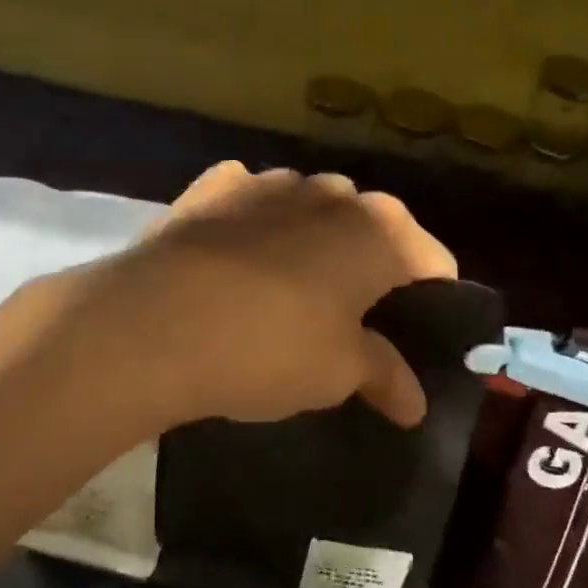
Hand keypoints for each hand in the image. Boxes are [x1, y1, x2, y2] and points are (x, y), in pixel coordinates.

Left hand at [75, 161, 457, 428]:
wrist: (154, 323)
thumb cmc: (269, 347)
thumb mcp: (337, 372)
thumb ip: (385, 376)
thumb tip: (415, 405)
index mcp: (379, 231)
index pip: (432, 260)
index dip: (433, 299)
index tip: (419, 334)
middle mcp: (331, 193)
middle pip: (372, 227)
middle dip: (372, 266)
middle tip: (354, 318)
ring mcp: (269, 182)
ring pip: (312, 207)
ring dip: (313, 239)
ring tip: (291, 288)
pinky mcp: (213, 188)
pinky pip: (250, 199)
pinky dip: (254, 222)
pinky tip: (237, 254)